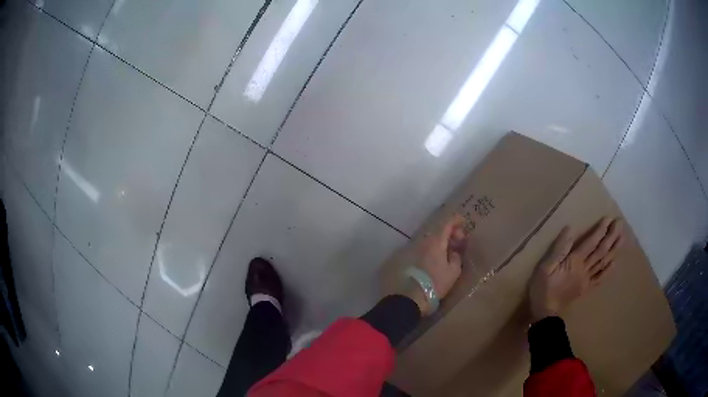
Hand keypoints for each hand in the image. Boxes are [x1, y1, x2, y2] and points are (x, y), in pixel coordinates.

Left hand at [404, 214, 466, 314]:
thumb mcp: (453, 272)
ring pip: (427, 242)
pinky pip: (419, 251)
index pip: (447, 223)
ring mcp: (410, 249)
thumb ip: (456, 257)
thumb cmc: (434, 285)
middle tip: (456, 244)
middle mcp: (422, 242)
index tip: (463, 222)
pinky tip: (430, 264)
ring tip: (443, 256)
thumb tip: (454, 252)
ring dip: (437, 245)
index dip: (456, 220)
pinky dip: (427, 252)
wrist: (408, 299)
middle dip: (448, 235)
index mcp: (435, 242)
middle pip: (437, 232)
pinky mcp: (402, 259)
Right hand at [528, 217, 624, 322]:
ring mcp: (587, 279)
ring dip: (613, 250)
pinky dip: (608, 270)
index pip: (591, 242)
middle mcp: (585, 268)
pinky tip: (614, 263)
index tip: (609, 219)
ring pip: (603, 263)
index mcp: (575, 261)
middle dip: (611, 236)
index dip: (600, 230)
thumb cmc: (543, 287)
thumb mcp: (546, 266)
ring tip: (622, 238)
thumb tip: (570, 229)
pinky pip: (599, 278)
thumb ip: (559, 248)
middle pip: (601, 251)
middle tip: (620, 224)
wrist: (545, 312)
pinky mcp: (586, 288)